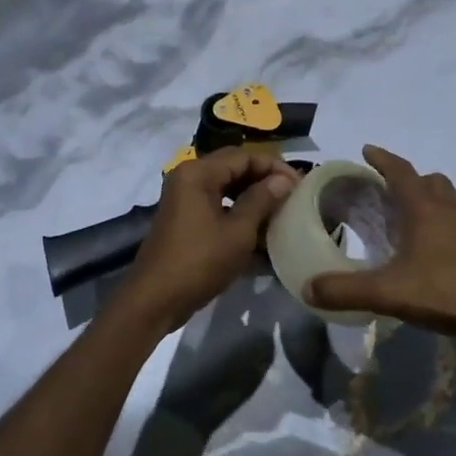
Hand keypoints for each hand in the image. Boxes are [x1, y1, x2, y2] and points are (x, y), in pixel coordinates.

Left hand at [119, 147, 298, 330]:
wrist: (155, 299)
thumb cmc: (199, 262)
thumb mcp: (237, 232)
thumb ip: (261, 200)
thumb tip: (284, 180)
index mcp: (198, 173)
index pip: (243, 156)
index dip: (274, 167)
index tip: (300, 184)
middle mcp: (188, 177)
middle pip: (233, 168)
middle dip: (264, 180)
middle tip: (293, 196)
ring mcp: (184, 198)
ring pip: (226, 187)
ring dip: (252, 196)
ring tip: (280, 211)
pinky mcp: (185, 218)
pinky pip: (217, 205)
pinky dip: (238, 212)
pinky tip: (259, 229)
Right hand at [304, 145, 455, 347]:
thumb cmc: (451, 292)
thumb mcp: (391, 293)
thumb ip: (347, 290)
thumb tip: (308, 288)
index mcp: (426, 209)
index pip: (401, 171)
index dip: (383, 159)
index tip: (367, 149)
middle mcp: (451, 210)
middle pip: (430, 182)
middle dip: (409, 180)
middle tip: (388, 191)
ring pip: (449, 202)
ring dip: (429, 203)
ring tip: (409, 221)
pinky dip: (444, 227)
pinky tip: (434, 254)